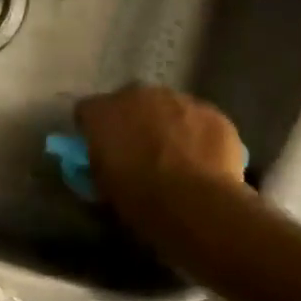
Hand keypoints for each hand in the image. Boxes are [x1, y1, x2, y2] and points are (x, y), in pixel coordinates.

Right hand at [75, 86, 248, 226]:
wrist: (196, 205)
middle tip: (139, 151)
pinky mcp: (213, 113)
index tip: (99, 148)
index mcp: (103, 112)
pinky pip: (200, 121)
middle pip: (130, 102)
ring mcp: (180, 100)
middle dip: (132, 121)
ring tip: (176, 157)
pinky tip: (204, 162)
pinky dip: (199, 135)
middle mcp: (138, 95)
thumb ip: (99, 163)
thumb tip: (106, 160)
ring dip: (168, 125)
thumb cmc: (139, 199)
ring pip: (169, 107)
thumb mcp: (103, 186)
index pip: (87, 111)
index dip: (93, 129)